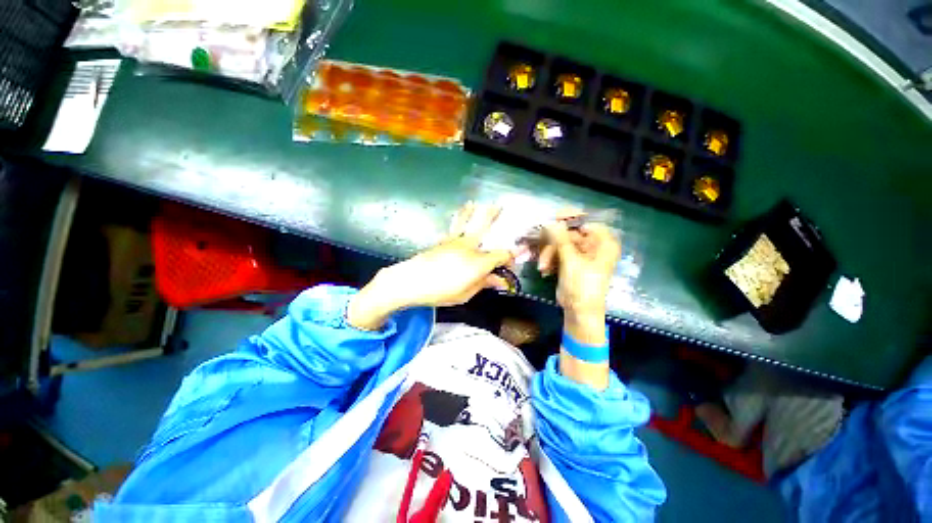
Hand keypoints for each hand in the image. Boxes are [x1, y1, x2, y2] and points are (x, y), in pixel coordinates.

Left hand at [347, 203, 512, 329]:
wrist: (411, 282)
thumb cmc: (441, 292)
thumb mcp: (466, 294)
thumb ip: (483, 283)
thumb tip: (498, 280)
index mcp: (479, 261)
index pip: (502, 255)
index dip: (512, 257)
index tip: (515, 260)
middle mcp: (469, 247)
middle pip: (483, 228)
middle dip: (492, 216)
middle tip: (499, 205)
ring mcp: (454, 241)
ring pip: (465, 222)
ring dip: (471, 212)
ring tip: (474, 203)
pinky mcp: (442, 242)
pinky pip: (452, 228)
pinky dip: (456, 221)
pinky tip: (458, 217)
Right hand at [538, 217, 620, 319]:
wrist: (579, 312)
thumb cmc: (582, 286)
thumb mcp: (571, 261)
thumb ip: (561, 239)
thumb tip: (551, 222)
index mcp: (603, 243)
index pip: (587, 221)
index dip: (570, 218)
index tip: (552, 219)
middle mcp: (594, 246)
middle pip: (570, 233)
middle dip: (553, 243)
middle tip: (541, 246)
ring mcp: (582, 254)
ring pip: (560, 243)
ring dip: (549, 254)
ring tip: (543, 267)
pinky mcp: (571, 262)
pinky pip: (558, 253)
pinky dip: (550, 260)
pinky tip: (545, 270)